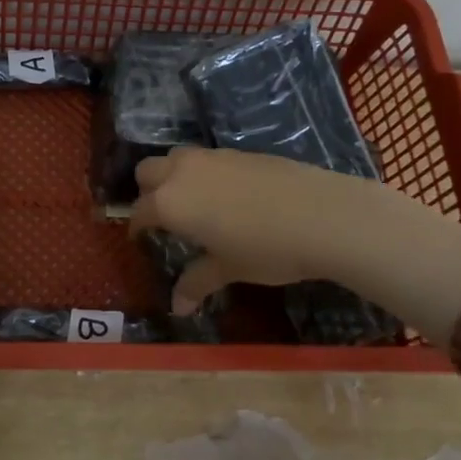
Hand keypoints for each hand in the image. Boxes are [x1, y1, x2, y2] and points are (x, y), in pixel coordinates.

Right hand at [129, 147, 362, 311]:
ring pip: (177, 157)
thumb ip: (197, 283)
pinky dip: (204, 173)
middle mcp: (183, 172)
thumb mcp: (228, 269)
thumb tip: (178, 308)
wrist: (322, 216)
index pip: (139, 211)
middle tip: (164, 217)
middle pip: (148, 171)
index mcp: (170, 203)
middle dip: (148, 191)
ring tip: (193, 203)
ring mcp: (213, 157)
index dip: (138, 227)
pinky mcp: (241, 151)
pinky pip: (208, 158)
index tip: (142, 240)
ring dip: (174, 176)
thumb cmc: (265, 249)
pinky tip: (228, 196)